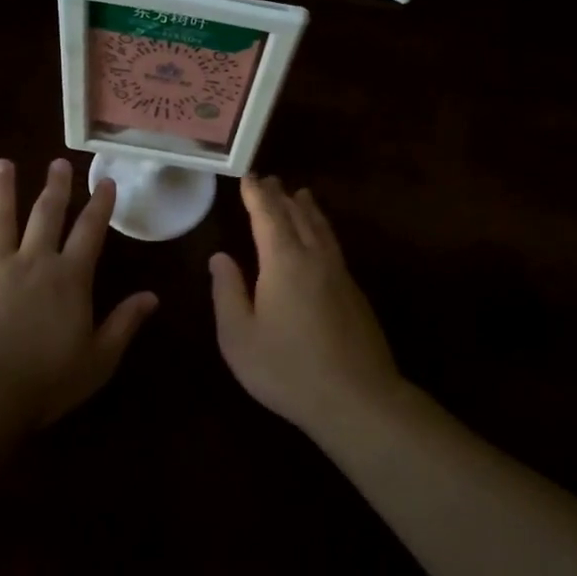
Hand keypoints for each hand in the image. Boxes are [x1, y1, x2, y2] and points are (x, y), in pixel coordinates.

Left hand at [0, 158, 156, 429]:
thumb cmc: (46, 381)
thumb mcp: (98, 359)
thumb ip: (124, 324)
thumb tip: (152, 297)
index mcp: (69, 278)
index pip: (90, 232)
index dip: (100, 205)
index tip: (105, 181)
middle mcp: (32, 262)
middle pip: (46, 215)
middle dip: (55, 187)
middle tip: (57, 162)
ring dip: (2, 191)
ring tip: (3, 165)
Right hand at [209, 176, 405, 434]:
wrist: (356, 398)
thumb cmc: (287, 368)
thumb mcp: (239, 336)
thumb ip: (228, 292)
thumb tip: (220, 257)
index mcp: (283, 262)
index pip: (268, 215)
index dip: (256, 195)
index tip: (248, 177)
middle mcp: (314, 257)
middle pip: (298, 215)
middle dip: (281, 196)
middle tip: (270, 179)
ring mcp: (339, 274)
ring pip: (321, 229)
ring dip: (307, 209)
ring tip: (301, 194)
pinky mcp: (354, 293)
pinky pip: (333, 245)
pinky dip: (321, 229)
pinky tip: (320, 238)